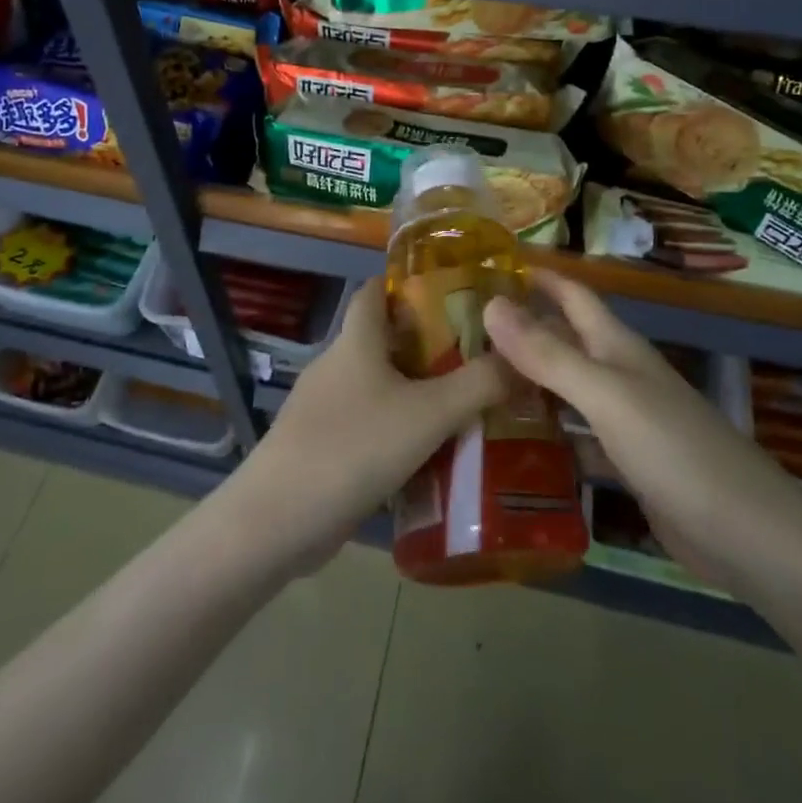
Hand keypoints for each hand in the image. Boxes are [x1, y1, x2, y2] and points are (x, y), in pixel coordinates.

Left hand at [230, 278, 509, 571]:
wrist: (279, 518)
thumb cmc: (355, 447)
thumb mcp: (429, 414)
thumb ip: (479, 384)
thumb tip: (522, 359)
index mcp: (356, 341)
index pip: (376, 290)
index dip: (409, 284)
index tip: (455, 293)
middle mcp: (336, 365)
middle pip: (384, 340)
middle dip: (428, 345)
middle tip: (479, 358)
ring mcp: (323, 407)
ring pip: (378, 386)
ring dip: (415, 392)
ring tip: (465, 407)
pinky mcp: (321, 445)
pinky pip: (367, 424)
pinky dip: (397, 430)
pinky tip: (428, 455)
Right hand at [483, 270, 801, 580]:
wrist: (748, 535)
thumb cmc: (674, 450)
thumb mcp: (605, 395)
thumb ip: (548, 354)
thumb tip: (490, 304)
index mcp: (617, 347)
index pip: (572, 295)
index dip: (537, 277)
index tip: (488, 268)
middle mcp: (618, 375)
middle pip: (564, 340)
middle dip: (520, 330)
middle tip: (461, 333)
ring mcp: (624, 421)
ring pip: (565, 389)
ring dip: (526, 382)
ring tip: (472, 384)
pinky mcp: (625, 463)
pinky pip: (574, 437)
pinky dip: (545, 435)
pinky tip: (510, 445)